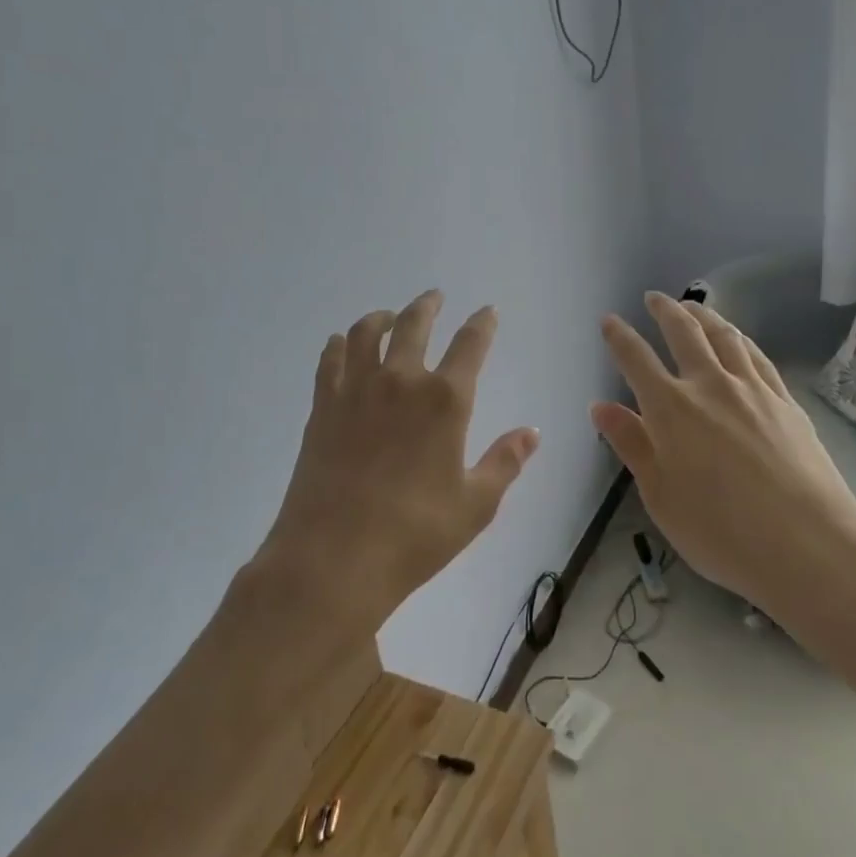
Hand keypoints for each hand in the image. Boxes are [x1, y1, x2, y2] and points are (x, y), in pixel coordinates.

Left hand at [258, 291, 539, 635]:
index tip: (487, 311)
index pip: (471, 344)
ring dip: (382, 317)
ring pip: (367, 332)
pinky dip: (341, 344)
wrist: (334, 559)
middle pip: (414, 324)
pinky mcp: (323, 407)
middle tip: (434, 297)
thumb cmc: (416, 535)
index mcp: (445, 400)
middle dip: (427, 305)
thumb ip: (505, 462)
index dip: (482, 323)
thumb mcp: (476, 504)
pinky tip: (343, 344)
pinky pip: (331, 359)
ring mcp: (356, 390)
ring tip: (389, 316)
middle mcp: (401, 381)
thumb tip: (532, 432)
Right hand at [591, 292, 855, 652]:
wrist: (810, 548)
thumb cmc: (721, 533)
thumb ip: (631, 445)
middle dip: (664, 310)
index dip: (619, 337)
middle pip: (684, 333)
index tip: (608, 320)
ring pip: (724, 336)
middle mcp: (710, 386)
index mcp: (671, 409)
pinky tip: (737, 339)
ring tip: (692, 306)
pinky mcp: (786, 401)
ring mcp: (753, 389)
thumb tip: (600, 406)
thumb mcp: (660, 497)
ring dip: (704, 315)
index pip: (636, 359)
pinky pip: (757, 356)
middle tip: (653, 298)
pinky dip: (740, 338)